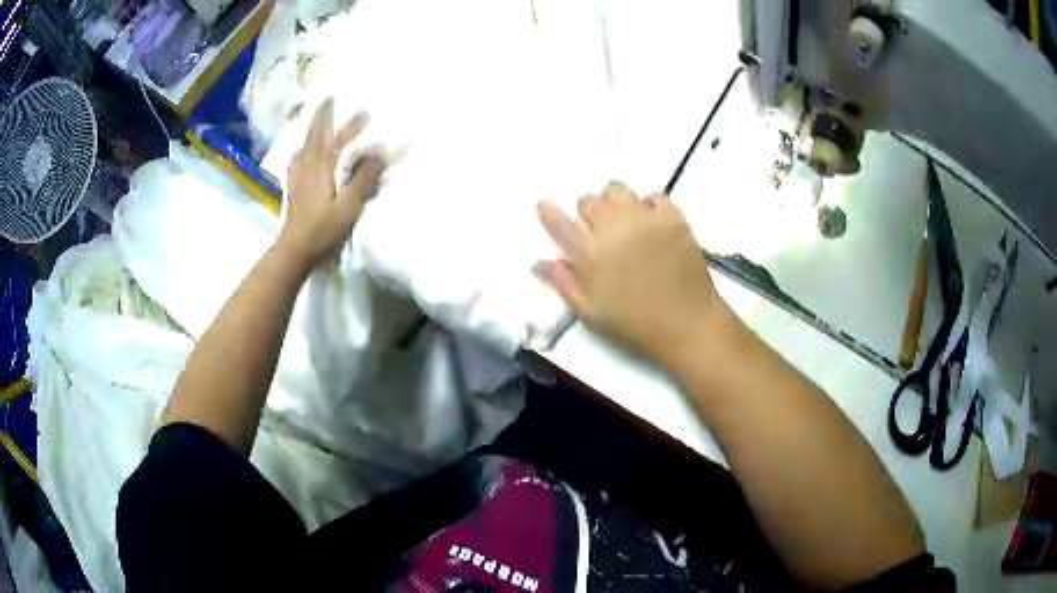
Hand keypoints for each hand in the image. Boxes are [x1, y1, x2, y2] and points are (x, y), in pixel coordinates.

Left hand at [277, 98, 385, 268]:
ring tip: (314, 121)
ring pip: (304, 146)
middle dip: (323, 116)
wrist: (294, 251)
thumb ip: (364, 179)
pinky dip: (301, 152)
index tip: (366, 111)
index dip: (353, 126)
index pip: (340, 140)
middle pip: (315, 136)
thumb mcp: (348, 205)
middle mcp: (308, 167)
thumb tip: (380, 154)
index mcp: (322, 168)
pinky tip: (301, 155)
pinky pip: (297, 162)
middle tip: (328, 99)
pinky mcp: (294, 190)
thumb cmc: (323, 229)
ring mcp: (298, 178)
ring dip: (311, 131)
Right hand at [536, 182, 721, 359]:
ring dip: (615, 203)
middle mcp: (611, 227)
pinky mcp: (671, 216)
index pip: (559, 223)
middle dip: (588, 213)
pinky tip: (653, 223)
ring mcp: (643, 218)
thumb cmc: (633, 321)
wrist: (684, 321)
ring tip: (626, 222)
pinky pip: (653, 196)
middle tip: (599, 230)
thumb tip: (540, 262)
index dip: (549, 212)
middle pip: (588, 200)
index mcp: (588, 253)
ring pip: (617, 190)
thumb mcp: (590, 311)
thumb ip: (564, 283)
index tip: (546, 206)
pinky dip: (649, 206)